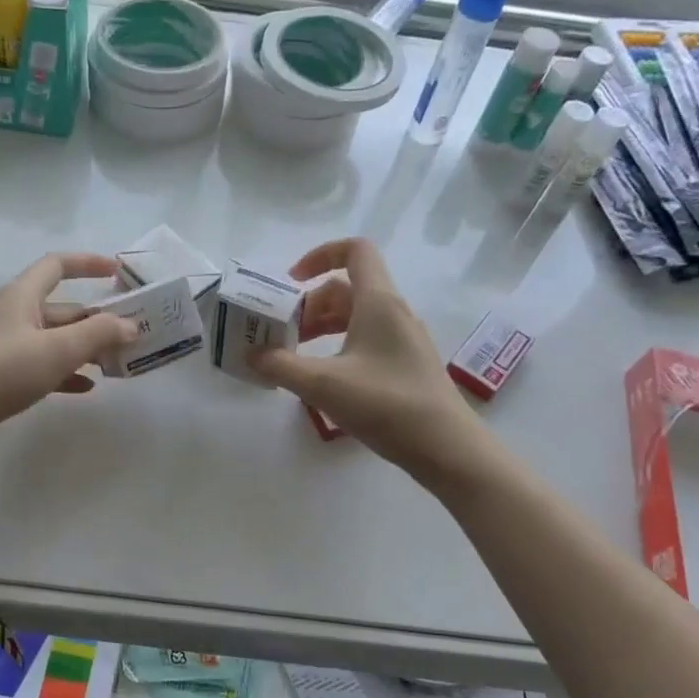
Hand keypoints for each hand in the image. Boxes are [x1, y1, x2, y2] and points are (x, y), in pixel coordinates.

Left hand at [0, 253, 137, 463]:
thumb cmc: (2, 371)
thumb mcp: (57, 350)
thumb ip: (98, 334)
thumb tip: (130, 324)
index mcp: (22, 296)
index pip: (58, 265)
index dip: (88, 263)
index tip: (117, 272)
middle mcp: (14, 314)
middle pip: (62, 308)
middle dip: (96, 319)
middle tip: (130, 334)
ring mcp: (6, 346)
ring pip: (54, 340)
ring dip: (84, 348)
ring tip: (115, 363)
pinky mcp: (1, 375)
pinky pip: (42, 366)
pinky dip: (65, 372)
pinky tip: (86, 387)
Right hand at [249, 238, 479, 484]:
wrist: (445, 447)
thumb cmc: (386, 404)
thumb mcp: (323, 385)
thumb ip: (281, 366)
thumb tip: (253, 356)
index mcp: (378, 302)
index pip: (354, 251)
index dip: (320, 255)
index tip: (291, 281)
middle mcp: (394, 313)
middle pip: (346, 290)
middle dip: (309, 306)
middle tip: (282, 334)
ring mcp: (403, 340)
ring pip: (356, 317)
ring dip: (322, 328)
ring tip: (295, 358)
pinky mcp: (406, 365)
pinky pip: (366, 341)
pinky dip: (339, 347)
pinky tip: (324, 379)